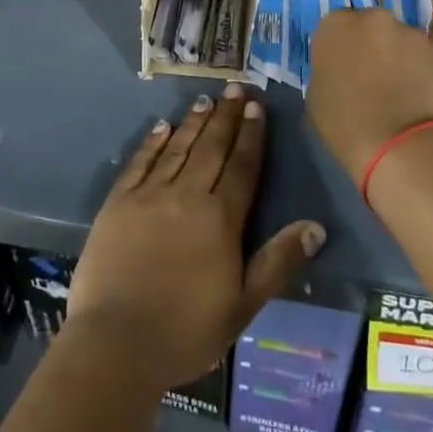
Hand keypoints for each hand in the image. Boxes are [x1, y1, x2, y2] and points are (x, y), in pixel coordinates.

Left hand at [68, 84, 325, 391]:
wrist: (116, 343)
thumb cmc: (186, 331)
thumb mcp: (243, 305)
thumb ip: (278, 262)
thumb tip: (316, 226)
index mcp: (220, 218)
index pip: (242, 166)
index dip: (251, 135)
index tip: (257, 107)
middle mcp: (187, 194)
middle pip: (211, 147)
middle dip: (226, 116)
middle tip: (235, 88)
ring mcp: (150, 194)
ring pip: (178, 147)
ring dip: (194, 122)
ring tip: (206, 100)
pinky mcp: (119, 201)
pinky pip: (140, 161)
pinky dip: (153, 141)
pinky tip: (162, 126)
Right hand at [308, 9, 432, 185]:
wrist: (401, 147)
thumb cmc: (346, 125)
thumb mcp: (317, 96)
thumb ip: (329, 70)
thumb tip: (344, 71)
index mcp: (337, 26)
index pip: (336, 28)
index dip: (342, 50)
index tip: (344, 71)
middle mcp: (375, 20)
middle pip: (372, 28)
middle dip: (372, 48)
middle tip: (372, 81)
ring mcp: (412, 35)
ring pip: (402, 43)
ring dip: (400, 61)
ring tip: (401, 97)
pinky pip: (426, 63)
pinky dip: (423, 77)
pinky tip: (420, 104)